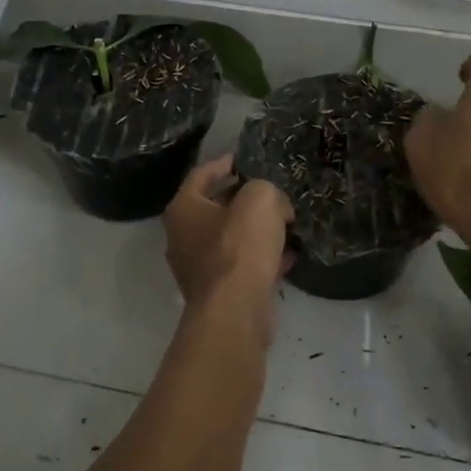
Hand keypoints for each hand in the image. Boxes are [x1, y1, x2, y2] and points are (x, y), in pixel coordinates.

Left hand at [162, 155, 294, 343]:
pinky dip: (261, 259)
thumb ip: (265, 189)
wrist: (235, 310)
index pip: (201, 175)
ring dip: (256, 231)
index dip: (223, 163)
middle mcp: (182, 237)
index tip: (243, 159)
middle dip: (244, 199)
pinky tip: (287, 257)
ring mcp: (198, 268)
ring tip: (285, 223)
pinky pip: (241, 266)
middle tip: (272, 192)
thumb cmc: (239, 246)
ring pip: (230, 239)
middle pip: (215, 208)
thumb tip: (275, 206)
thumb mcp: (260, 199)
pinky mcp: (217, 292)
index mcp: (183, 209)